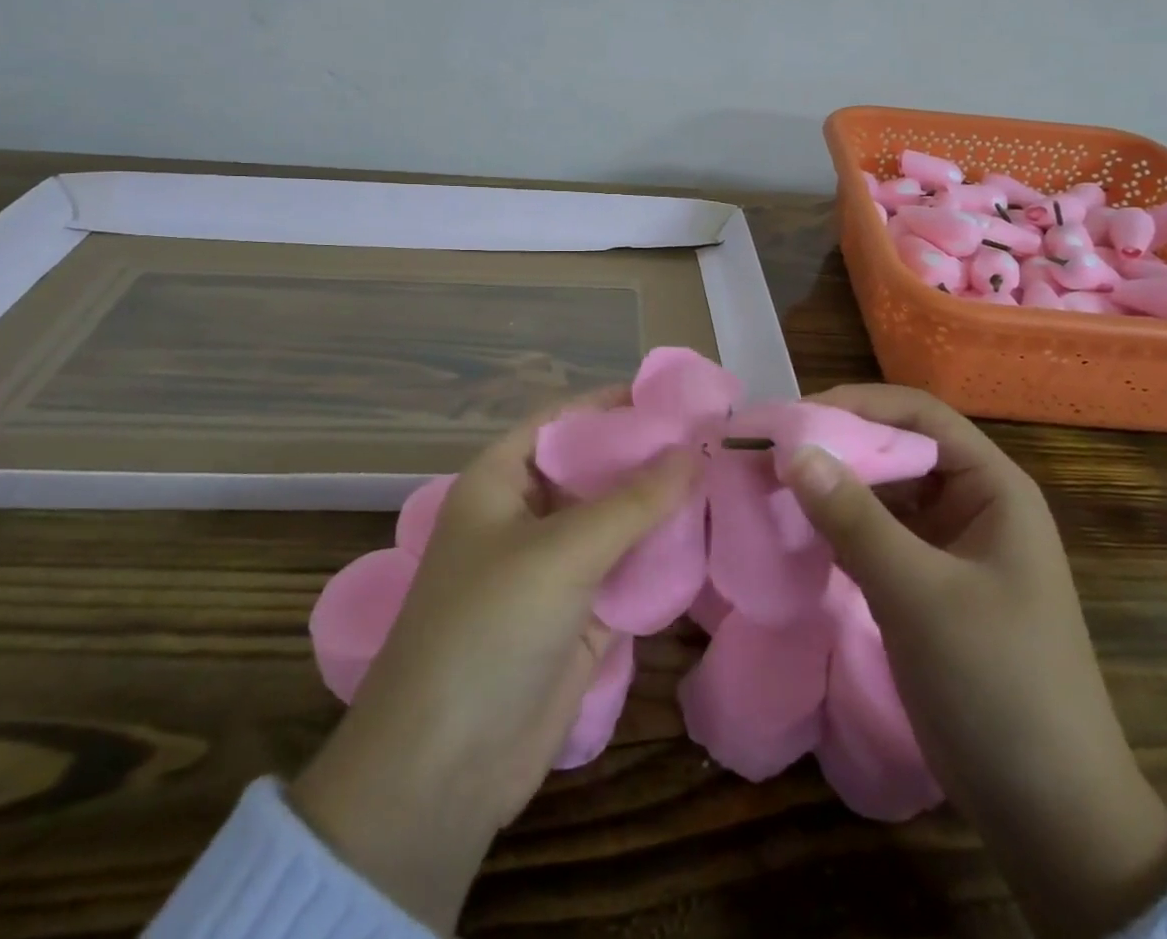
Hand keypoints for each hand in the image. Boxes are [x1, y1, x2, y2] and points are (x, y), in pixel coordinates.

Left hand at [291, 390, 698, 933]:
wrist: (445, 769)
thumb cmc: (490, 628)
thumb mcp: (562, 551)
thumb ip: (633, 500)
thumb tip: (694, 450)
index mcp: (501, 481)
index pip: (563, 421)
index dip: (613, 405)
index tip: (675, 396)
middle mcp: (527, 515)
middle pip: (595, 470)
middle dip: (647, 457)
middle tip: (713, 439)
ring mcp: (553, 568)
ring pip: (615, 522)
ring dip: (660, 507)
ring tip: (722, 479)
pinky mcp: (579, 616)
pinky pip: (626, 571)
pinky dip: (660, 558)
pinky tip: (706, 538)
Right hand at [783, 385, 1166, 938]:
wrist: (1050, 815)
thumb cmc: (999, 685)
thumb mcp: (921, 595)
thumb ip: (855, 519)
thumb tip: (792, 449)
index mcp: (993, 488)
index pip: (919, 414)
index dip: (857, 404)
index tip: (793, 418)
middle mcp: (972, 505)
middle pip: (896, 449)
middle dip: (835, 446)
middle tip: (769, 452)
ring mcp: (948, 547)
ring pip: (881, 494)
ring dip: (831, 488)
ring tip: (770, 486)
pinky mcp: (926, 586)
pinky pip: (875, 536)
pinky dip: (836, 528)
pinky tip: (795, 531)